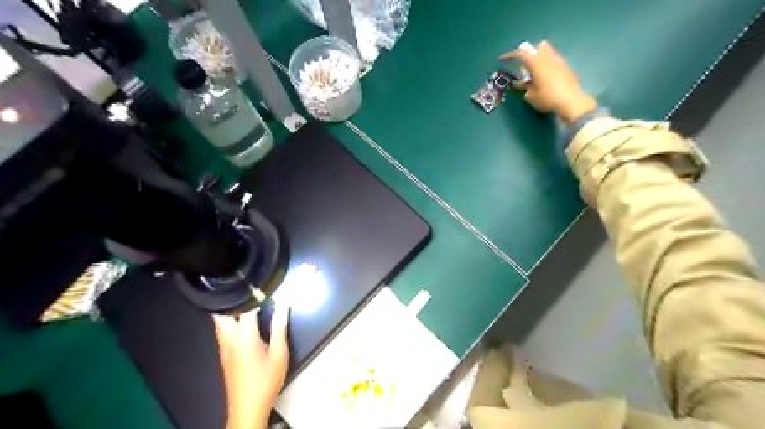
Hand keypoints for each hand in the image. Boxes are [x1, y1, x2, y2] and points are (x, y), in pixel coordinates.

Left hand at [215, 305, 289, 428]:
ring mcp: (223, 347)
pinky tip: (243, 322)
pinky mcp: (223, 354)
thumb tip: (284, 304)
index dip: (255, 293)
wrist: (247, 408)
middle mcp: (229, 338)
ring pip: (219, 321)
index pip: (245, 307)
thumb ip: (280, 326)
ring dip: (231, 310)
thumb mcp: (279, 353)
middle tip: (250, 293)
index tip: (264, 284)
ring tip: (249, 303)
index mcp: (244, 335)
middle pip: (222, 312)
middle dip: (234, 300)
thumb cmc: (266, 380)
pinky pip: (222, 330)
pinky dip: (230, 321)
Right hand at [499, 40, 600, 123]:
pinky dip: (548, 64)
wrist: (572, 102)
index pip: (522, 53)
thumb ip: (525, 87)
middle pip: (538, 48)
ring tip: (535, 69)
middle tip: (524, 64)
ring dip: (540, 58)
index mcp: (537, 63)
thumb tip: (522, 83)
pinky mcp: (567, 68)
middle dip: (530, 53)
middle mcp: (548, 58)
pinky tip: (547, 75)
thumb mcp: (531, 96)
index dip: (512, 55)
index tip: (504, 58)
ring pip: (548, 52)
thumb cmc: (547, 98)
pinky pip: (555, 61)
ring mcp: (560, 61)